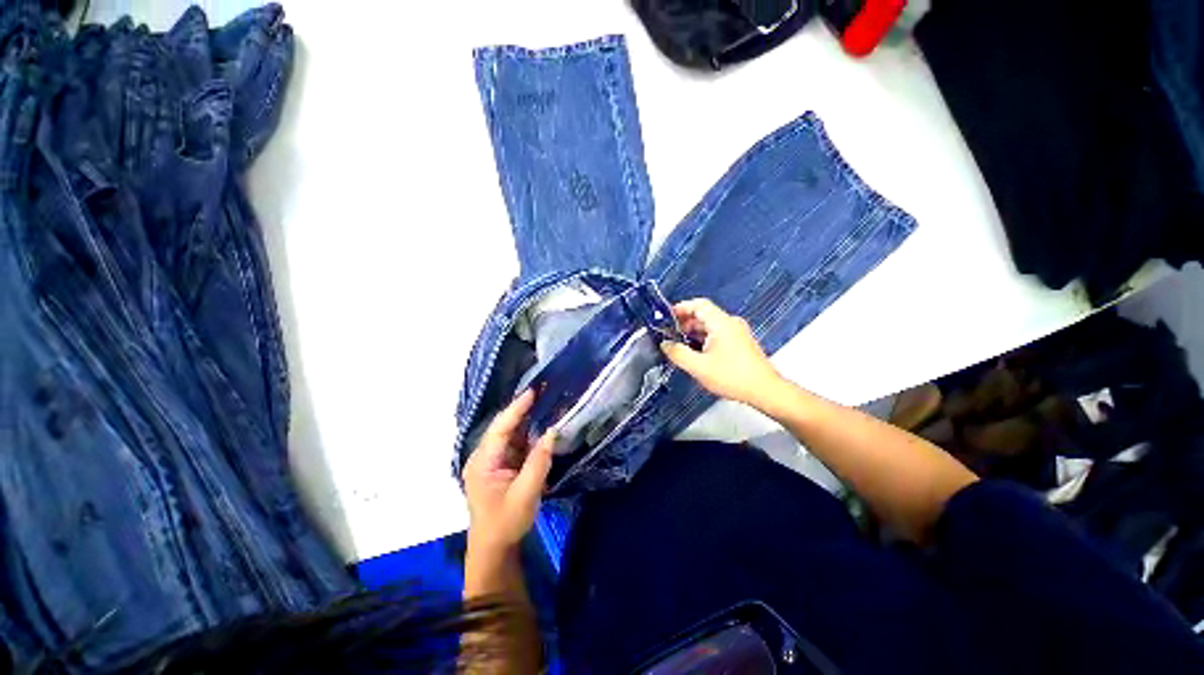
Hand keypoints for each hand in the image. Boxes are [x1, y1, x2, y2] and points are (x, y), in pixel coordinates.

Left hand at [463, 390, 553, 556]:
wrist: (495, 550)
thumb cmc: (506, 524)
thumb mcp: (525, 494)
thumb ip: (539, 462)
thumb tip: (552, 432)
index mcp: (482, 462)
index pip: (500, 428)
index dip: (517, 408)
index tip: (533, 391)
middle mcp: (484, 457)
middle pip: (505, 427)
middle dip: (524, 409)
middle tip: (544, 392)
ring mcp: (493, 461)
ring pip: (512, 434)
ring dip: (529, 420)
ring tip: (547, 403)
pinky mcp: (502, 466)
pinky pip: (517, 444)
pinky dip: (531, 434)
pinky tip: (543, 425)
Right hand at [661, 299, 783, 408]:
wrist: (764, 390)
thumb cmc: (732, 377)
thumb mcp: (698, 367)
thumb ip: (678, 353)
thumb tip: (665, 344)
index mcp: (721, 323)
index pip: (698, 304)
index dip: (681, 308)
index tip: (667, 318)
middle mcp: (731, 323)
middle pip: (704, 314)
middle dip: (685, 323)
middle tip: (670, 335)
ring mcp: (738, 332)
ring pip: (710, 325)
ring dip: (694, 332)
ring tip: (680, 345)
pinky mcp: (741, 342)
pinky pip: (718, 334)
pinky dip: (704, 339)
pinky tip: (697, 353)